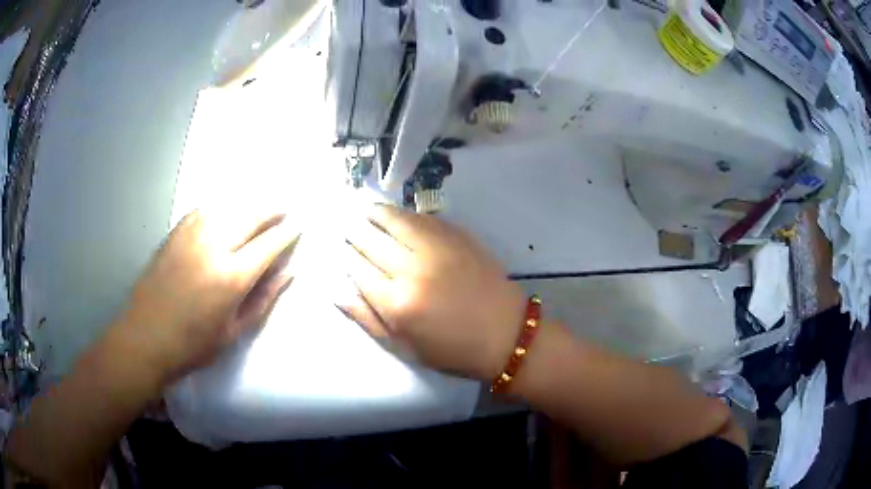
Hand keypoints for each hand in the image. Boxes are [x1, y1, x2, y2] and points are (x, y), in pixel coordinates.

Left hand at [111, 209, 299, 382]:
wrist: (145, 338)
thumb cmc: (193, 345)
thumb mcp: (233, 331)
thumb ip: (262, 299)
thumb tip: (288, 273)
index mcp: (230, 278)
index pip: (268, 245)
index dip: (286, 234)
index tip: (298, 226)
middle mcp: (213, 247)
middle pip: (249, 217)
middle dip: (271, 211)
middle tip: (284, 209)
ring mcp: (190, 235)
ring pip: (227, 207)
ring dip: (248, 205)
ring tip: (259, 208)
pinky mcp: (175, 233)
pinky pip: (204, 210)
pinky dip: (221, 207)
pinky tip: (225, 212)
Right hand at [342, 205, 524, 379]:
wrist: (505, 334)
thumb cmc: (452, 350)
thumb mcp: (405, 347)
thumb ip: (368, 319)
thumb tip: (338, 292)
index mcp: (397, 303)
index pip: (358, 270)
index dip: (346, 258)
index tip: (340, 251)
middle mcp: (412, 269)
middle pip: (371, 242)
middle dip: (354, 234)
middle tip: (346, 228)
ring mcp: (436, 247)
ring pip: (394, 220)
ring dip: (374, 214)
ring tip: (364, 211)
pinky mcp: (457, 236)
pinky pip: (421, 218)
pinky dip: (403, 214)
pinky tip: (395, 215)